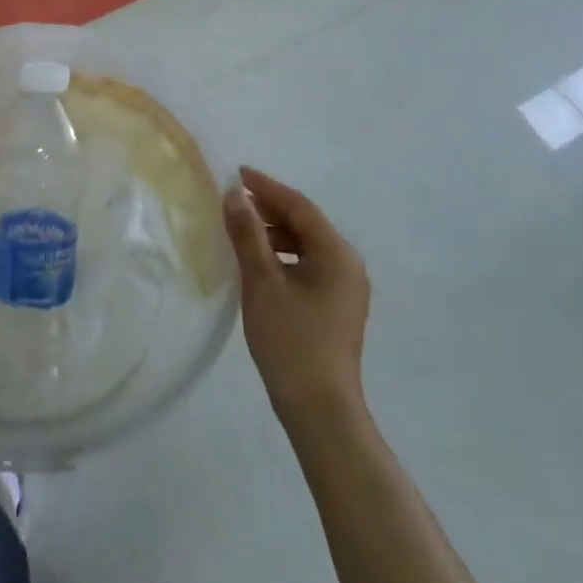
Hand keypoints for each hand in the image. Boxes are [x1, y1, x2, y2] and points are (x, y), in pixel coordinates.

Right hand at [224, 166, 370, 425]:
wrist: (319, 409)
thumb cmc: (290, 340)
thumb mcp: (262, 281)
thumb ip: (247, 234)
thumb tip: (233, 194)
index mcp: (337, 254)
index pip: (300, 207)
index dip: (267, 187)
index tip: (237, 173)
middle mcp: (348, 265)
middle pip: (306, 224)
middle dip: (270, 209)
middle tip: (234, 201)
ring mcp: (346, 288)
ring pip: (307, 246)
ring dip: (275, 234)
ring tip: (241, 232)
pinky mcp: (337, 307)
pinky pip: (309, 266)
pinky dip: (283, 256)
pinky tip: (259, 264)